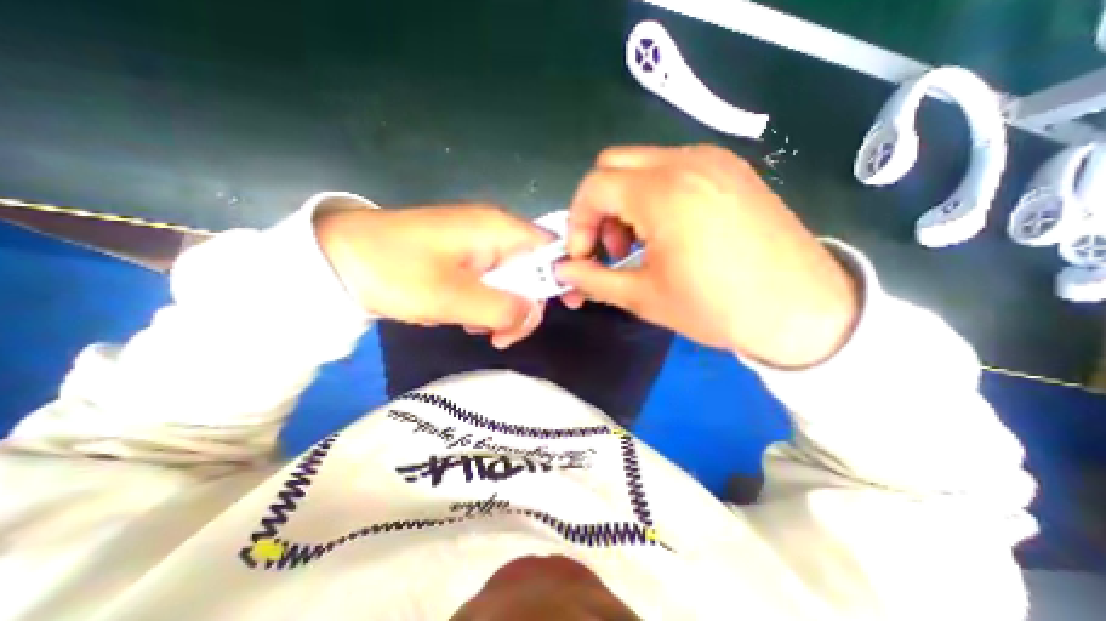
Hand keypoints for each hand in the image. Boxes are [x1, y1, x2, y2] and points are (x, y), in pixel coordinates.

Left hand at [312, 200, 551, 350]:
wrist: (337, 258)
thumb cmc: (395, 271)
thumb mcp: (452, 297)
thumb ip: (502, 308)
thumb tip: (533, 314)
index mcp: (498, 230)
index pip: (550, 249)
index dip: (563, 276)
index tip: (567, 307)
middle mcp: (494, 232)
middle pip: (532, 270)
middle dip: (524, 305)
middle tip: (501, 336)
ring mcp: (477, 244)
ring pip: (511, 280)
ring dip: (501, 309)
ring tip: (477, 328)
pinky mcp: (462, 256)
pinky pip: (489, 282)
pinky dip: (484, 303)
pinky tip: (464, 317)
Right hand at [558, 144, 857, 367]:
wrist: (801, 311)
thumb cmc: (716, 307)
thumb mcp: (643, 297)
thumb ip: (593, 278)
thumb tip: (562, 270)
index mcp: (662, 193)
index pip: (593, 187)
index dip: (577, 222)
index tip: (583, 255)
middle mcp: (686, 162)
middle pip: (613, 166)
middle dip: (598, 207)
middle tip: (611, 247)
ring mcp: (713, 161)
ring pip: (642, 165)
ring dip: (625, 201)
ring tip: (640, 244)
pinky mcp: (730, 171)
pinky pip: (672, 169)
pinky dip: (653, 195)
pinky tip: (668, 231)